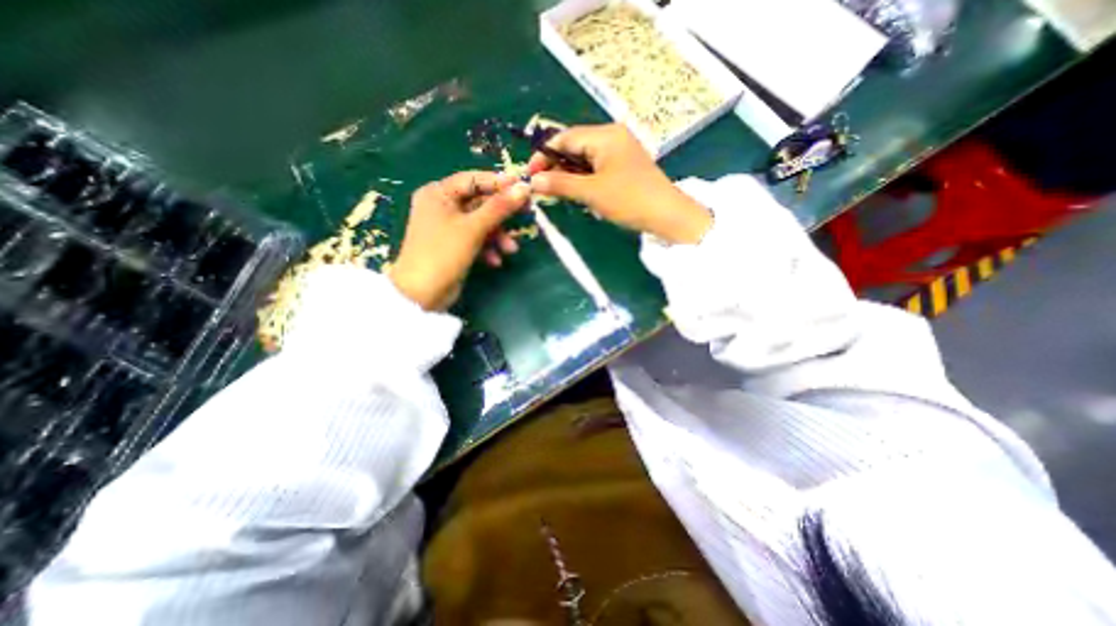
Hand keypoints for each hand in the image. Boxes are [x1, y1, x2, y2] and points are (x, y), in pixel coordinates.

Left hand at [391, 172, 530, 310]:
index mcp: (438, 193)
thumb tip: (524, 188)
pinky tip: (495, 261)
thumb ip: (499, 207)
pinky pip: (476, 239)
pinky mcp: (455, 245)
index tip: (524, 189)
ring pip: (481, 223)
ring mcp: (448, 227)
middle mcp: (442, 206)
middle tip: (527, 215)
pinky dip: (487, 247)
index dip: (499, 183)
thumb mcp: (473, 228)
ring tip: (511, 250)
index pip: (474, 179)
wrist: (422, 294)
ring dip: (498, 236)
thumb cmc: (443, 253)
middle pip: (480, 202)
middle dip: (502, 215)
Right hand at [529, 121, 708, 243]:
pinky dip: (584, 178)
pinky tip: (578, 192)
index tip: (530, 175)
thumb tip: (533, 181)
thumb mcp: (591, 192)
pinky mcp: (625, 166)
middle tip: (543, 187)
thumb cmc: (628, 200)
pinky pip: (597, 167)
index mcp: (605, 135)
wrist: (667, 216)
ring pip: (585, 158)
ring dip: (569, 174)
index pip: (564, 138)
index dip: (544, 155)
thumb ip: (560, 184)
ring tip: (557, 192)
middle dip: (556, 166)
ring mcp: (620, 151)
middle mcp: (612, 136)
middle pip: (574, 146)